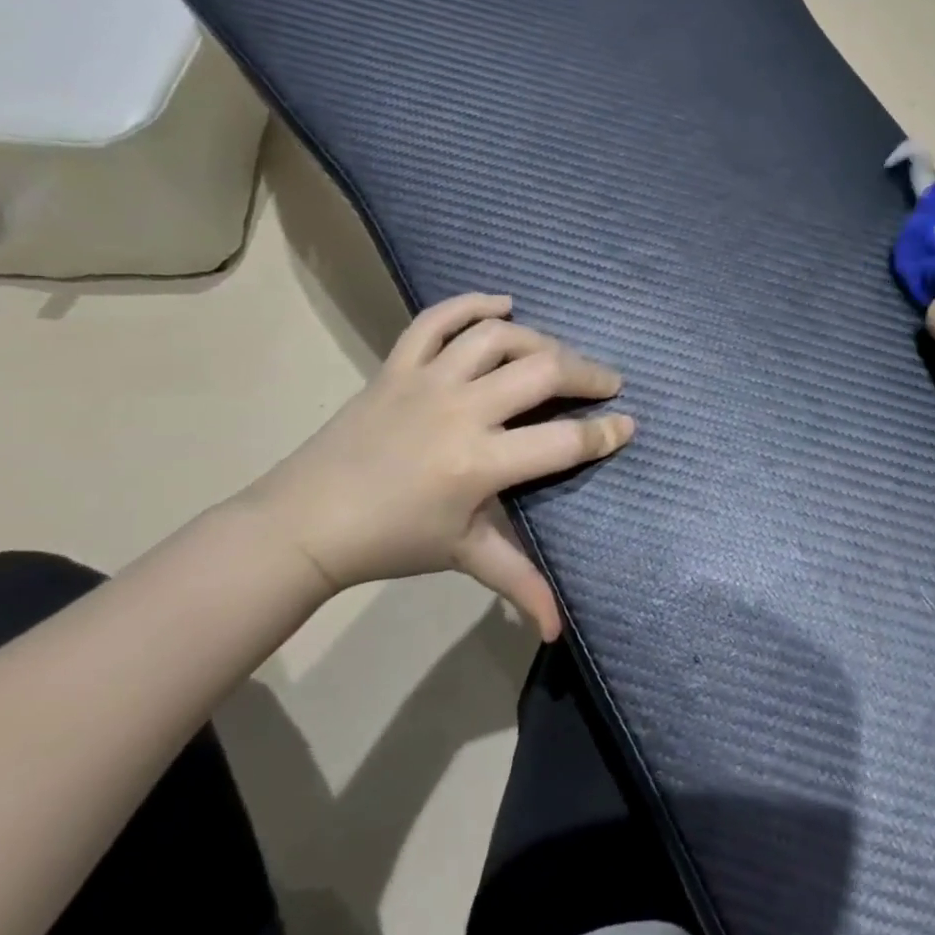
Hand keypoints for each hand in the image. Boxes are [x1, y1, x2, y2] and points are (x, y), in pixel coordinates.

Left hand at [240, 294, 632, 638]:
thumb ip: (518, 582)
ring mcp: (426, 380)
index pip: (563, 441)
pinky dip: (472, 303)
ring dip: (539, 339)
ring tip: (558, 355)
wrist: (305, 522)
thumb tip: (559, 630)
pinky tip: (504, 304)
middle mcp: (460, 410)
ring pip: (497, 337)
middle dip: (588, 374)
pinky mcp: (397, 365)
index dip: (605, 433)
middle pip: (543, 372)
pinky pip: (436, 320)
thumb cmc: (392, 541)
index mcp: (479, 462)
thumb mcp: (463, 555)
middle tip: (608, 383)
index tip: (629, 425)